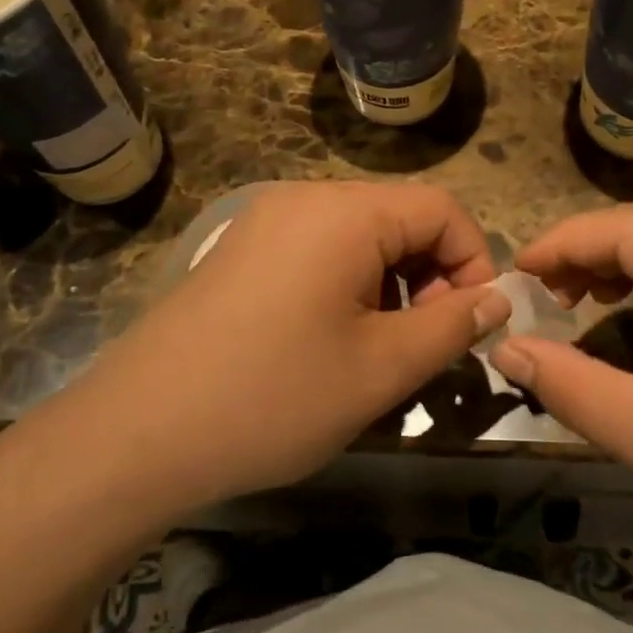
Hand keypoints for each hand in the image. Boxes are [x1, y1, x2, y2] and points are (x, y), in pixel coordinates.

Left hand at [68, 182, 508, 517]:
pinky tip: (330, 342)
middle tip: (424, 346)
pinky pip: (318, 251)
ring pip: (360, 237)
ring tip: (378, 351)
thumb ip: (451, 326)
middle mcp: (304, 198)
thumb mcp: (380, 369)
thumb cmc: (272, 397)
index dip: (473, 262)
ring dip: (390, 285)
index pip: (441, 208)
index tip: (470, 327)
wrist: (136, 434)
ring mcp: (266, 221)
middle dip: (430, 277)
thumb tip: (495, 298)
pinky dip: (348, 285)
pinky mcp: (242, 250)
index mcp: (343, 212)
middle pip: (400, 218)